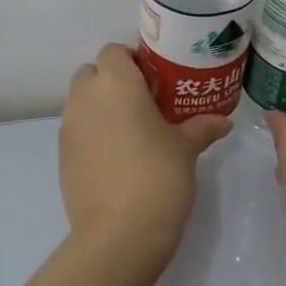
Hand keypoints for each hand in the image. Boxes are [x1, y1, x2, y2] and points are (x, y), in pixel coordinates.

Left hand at [60, 44, 230, 258]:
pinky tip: (118, 159)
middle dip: (114, 81)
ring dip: (102, 108)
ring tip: (133, 132)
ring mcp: (68, 129)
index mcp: (115, 84)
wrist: (119, 234)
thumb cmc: (158, 177)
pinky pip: (77, 131)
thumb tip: (223, 121)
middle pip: (92, 73)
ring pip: (81, 103)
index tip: (156, 79)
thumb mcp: (186, 149)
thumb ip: (202, 128)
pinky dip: (93, 134)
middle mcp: (85, 99)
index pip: (114, 51)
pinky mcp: (62, 157)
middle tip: (145, 103)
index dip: (133, 60)